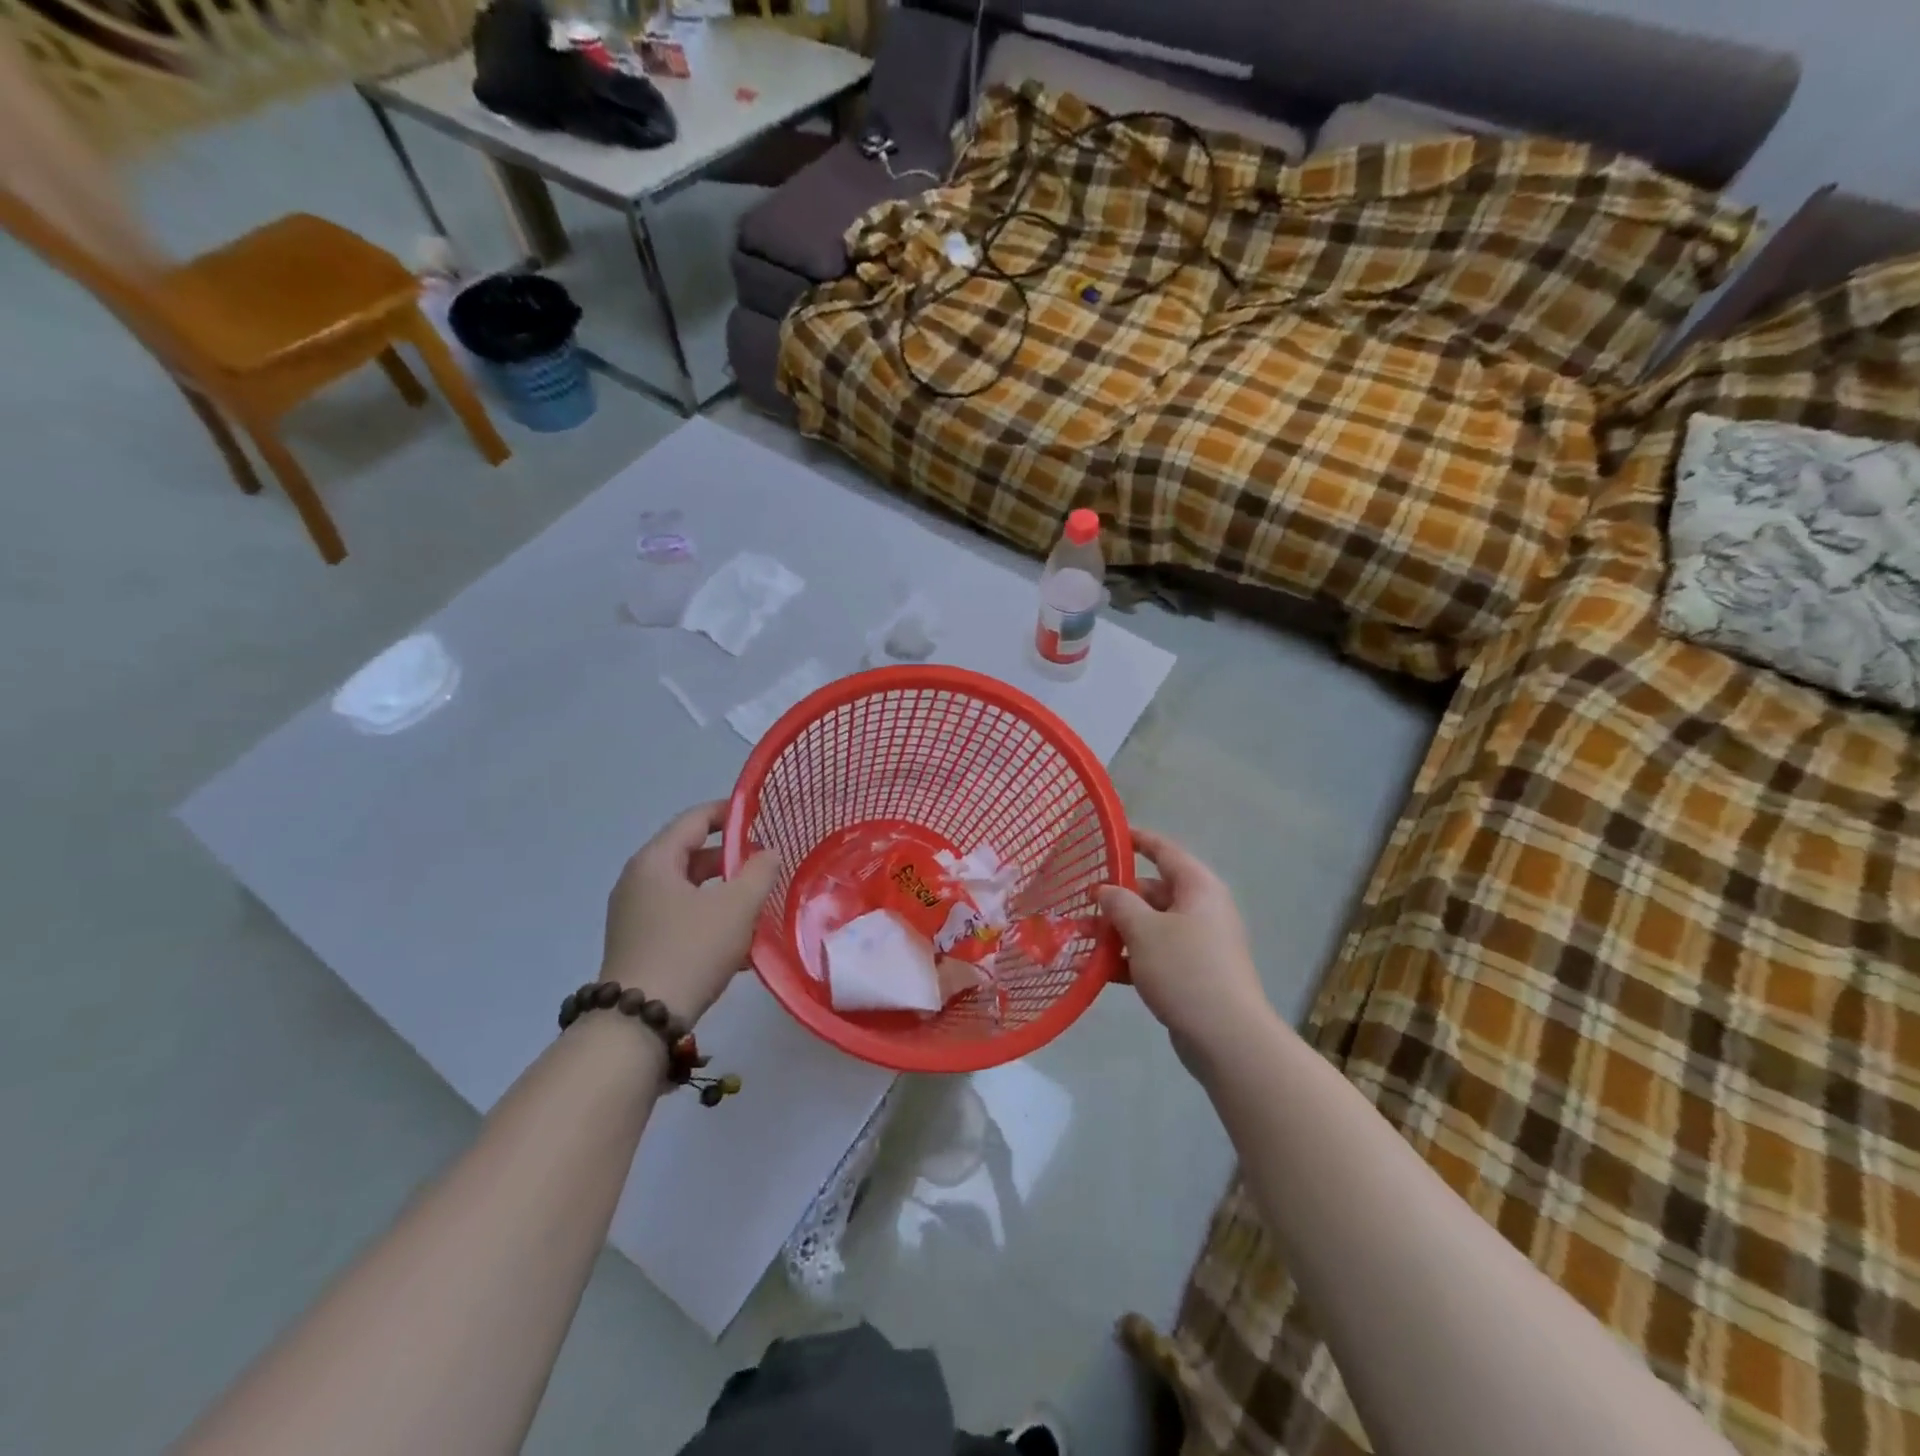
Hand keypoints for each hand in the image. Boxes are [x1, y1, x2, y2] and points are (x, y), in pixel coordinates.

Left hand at [600, 801, 780, 1023]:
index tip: (761, 816)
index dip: (729, 813)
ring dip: (723, 892)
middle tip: (767, 865)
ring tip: (758, 904)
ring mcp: (635, 915)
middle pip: (691, 854)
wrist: (639, 1022)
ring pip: (688, 890)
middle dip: (731, 858)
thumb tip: (768, 854)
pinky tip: (739, 943)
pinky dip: (709, 918)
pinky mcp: (639, 944)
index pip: (695, 820)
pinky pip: (680, 918)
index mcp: (655, 861)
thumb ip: (759, 872)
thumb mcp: (736, 906)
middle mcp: (638, 881)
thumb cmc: (690, 950)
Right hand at [1099, 828, 1271, 1055]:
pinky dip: (1128, 958)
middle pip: (1153, 892)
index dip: (1138, 840)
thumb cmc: (1185, 969)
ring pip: (1150, 926)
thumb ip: (1119, 903)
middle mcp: (1201, 910)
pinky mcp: (1192, 974)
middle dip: (1116, 898)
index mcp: (1198, 887)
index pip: (1164, 852)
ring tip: (1079, 938)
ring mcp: (1198, 944)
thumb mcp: (1144, 930)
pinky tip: (1096, 970)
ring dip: (1116, 931)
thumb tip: (1105, 889)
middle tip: (1080, 902)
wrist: (1227, 1037)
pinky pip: (1154, 955)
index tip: (1109, 835)